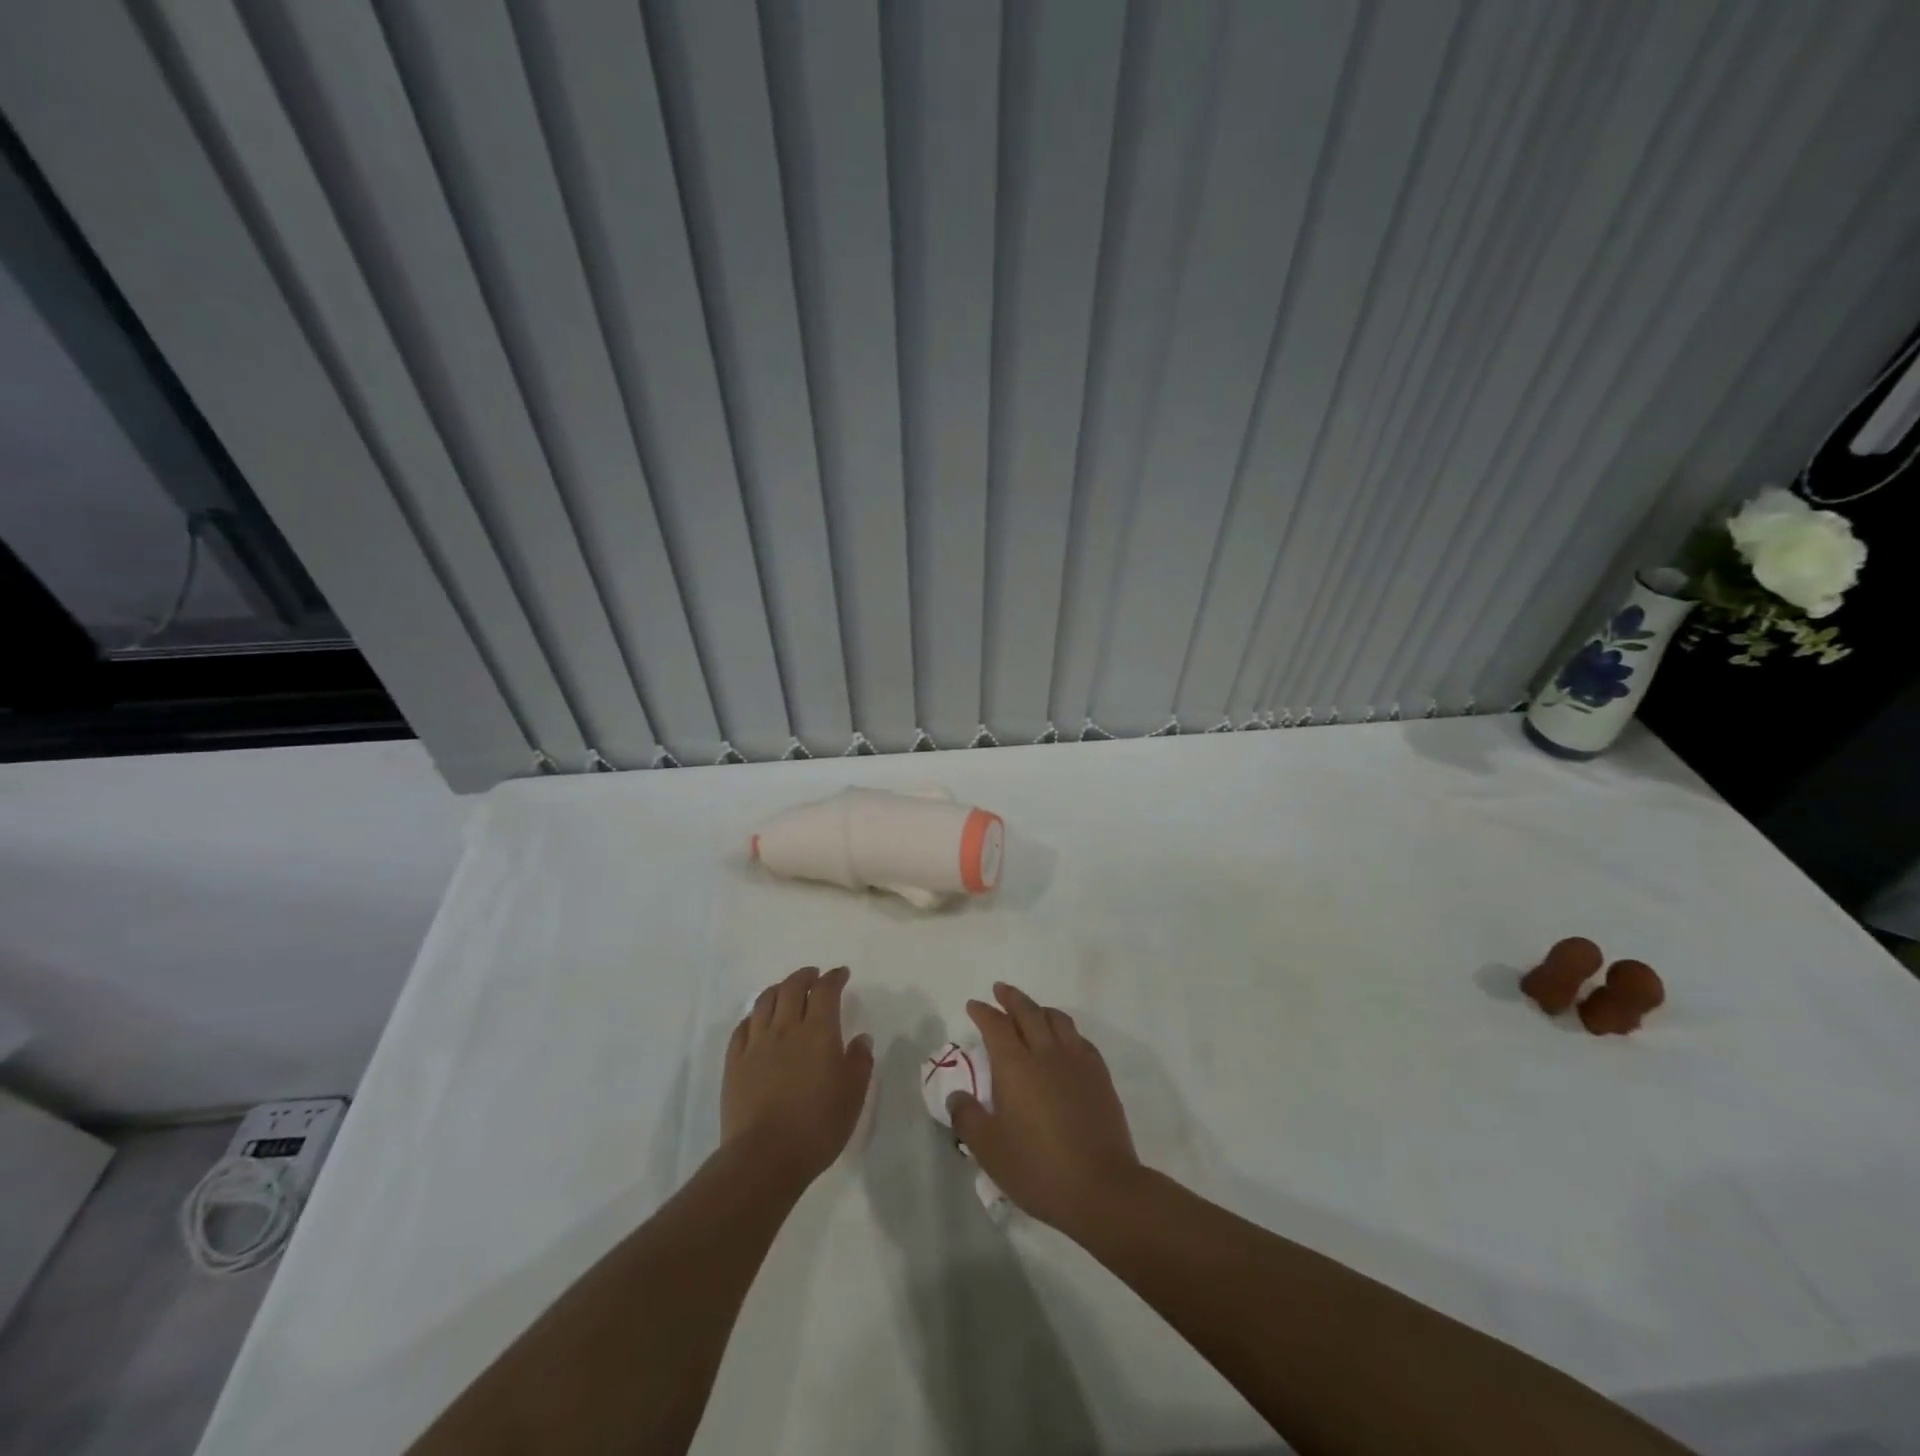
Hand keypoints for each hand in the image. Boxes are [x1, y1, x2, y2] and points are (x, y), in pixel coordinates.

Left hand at [723, 966, 873, 1186]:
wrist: (765, 1157)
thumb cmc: (818, 1125)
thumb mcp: (853, 1095)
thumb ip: (860, 1061)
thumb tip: (861, 1038)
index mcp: (818, 1032)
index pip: (825, 990)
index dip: (834, 977)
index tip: (841, 974)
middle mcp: (786, 1028)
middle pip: (792, 987)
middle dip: (805, 976)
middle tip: (814, 976)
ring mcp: (756, 1044)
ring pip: (765, 1001)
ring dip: (778, 989)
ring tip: (786, 990)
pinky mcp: (735, 1063)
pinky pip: (743, 1027)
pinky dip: (754, 1016)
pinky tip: (758, 1021)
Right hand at [947, 982, 1142, 1231]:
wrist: (1101, 1188)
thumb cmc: (1039, 1169)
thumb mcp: (990, 1151)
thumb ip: (968, 1118)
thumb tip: (957, 1096)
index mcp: (1016, 1067)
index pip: (996, 1026)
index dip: (983, 1012)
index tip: (974, 1006)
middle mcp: (1046, 1054)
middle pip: (1028, 1012)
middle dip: (1011, 998)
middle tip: (1000, 990)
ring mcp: (1077, 1062)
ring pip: (1057, 1019)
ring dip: (1040, 1009)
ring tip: (1032, 1010)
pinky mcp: (1100, 1076)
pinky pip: (1080, 1039)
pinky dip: (1065, 1030)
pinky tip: (1064, 1040)